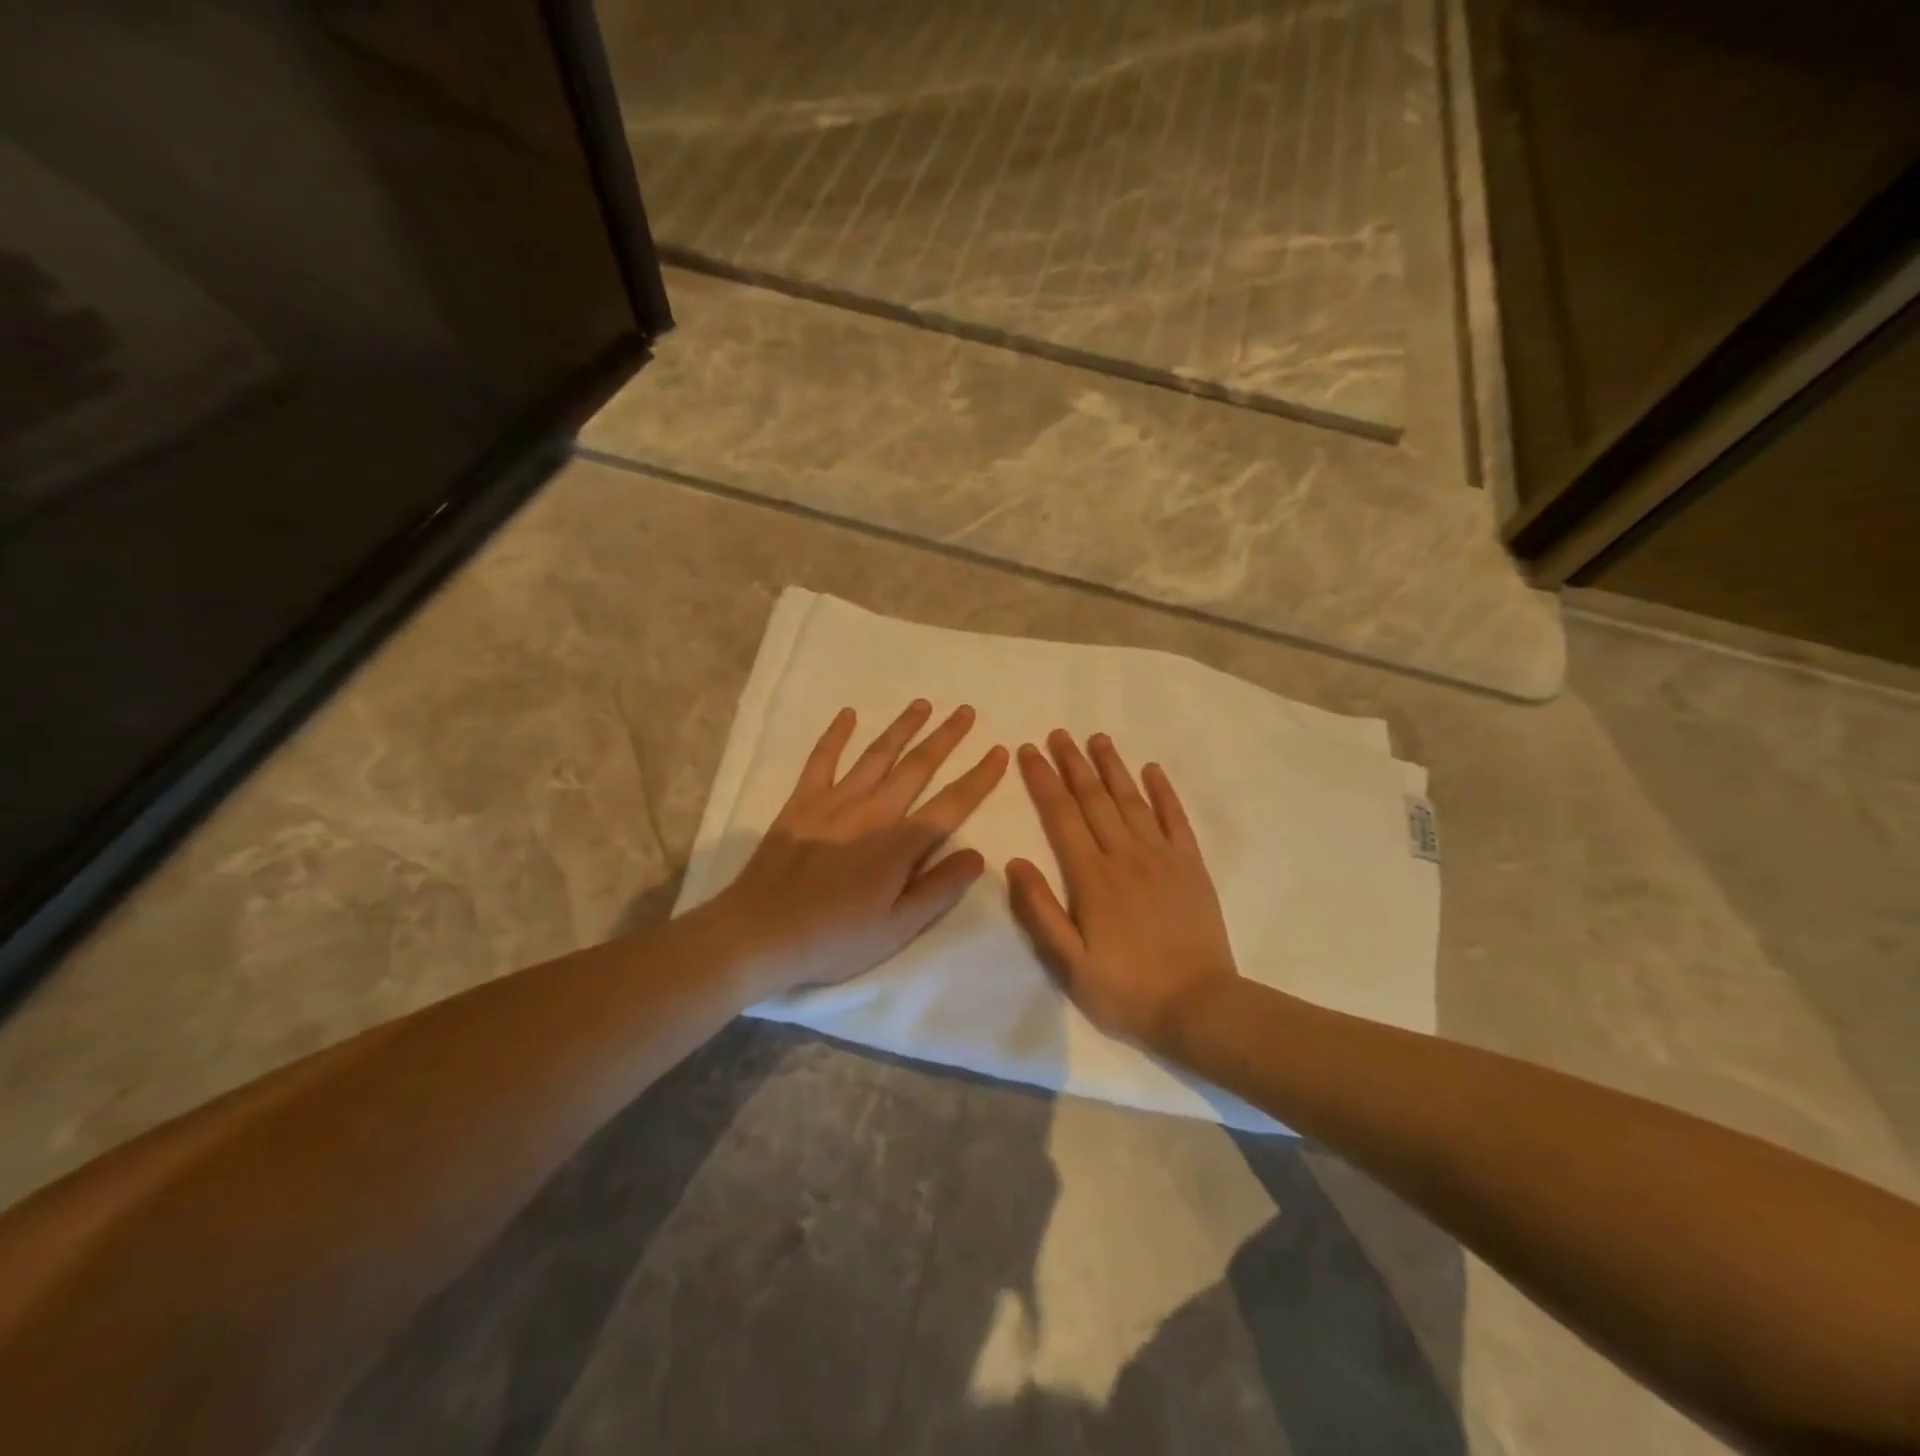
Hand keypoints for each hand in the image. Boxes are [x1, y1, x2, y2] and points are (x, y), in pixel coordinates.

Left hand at [712, 700, 1008, 997]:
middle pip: (917, 767)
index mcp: (900, 845)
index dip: (979, 777)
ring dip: (902, 728)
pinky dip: (835, 735)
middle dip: (945, 738)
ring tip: (922, 704)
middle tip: (965, 712)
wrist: (760, 933)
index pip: (951, 804)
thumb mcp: (897, 928)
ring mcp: (834, 802)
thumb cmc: (834, 939)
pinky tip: (848, 714)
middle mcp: (872, 812)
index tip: (999, 751)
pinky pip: (822, 760)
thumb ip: (938, 889)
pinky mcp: (801, 802)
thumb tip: (978, 855)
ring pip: (876, 755)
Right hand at [1008, 731, 1238, 1047]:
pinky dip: (1164, 792)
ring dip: (1112, 767)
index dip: (1043, 781)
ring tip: (1097, 739)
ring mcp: (1162, 857)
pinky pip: (1176, 819)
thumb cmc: (1126, 989)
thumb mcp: (1069, 963)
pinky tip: (1153, 770)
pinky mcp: (1191, 866)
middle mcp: (1125, 855)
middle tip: (1058, 734)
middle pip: (1094, 799)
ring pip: (1132, 800)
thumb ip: (1040, 911)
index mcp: (1091, 877)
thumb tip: (1016, 862)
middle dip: (1073, 763)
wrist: (1199, 1006)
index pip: (1061, 816)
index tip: (1029, 752)